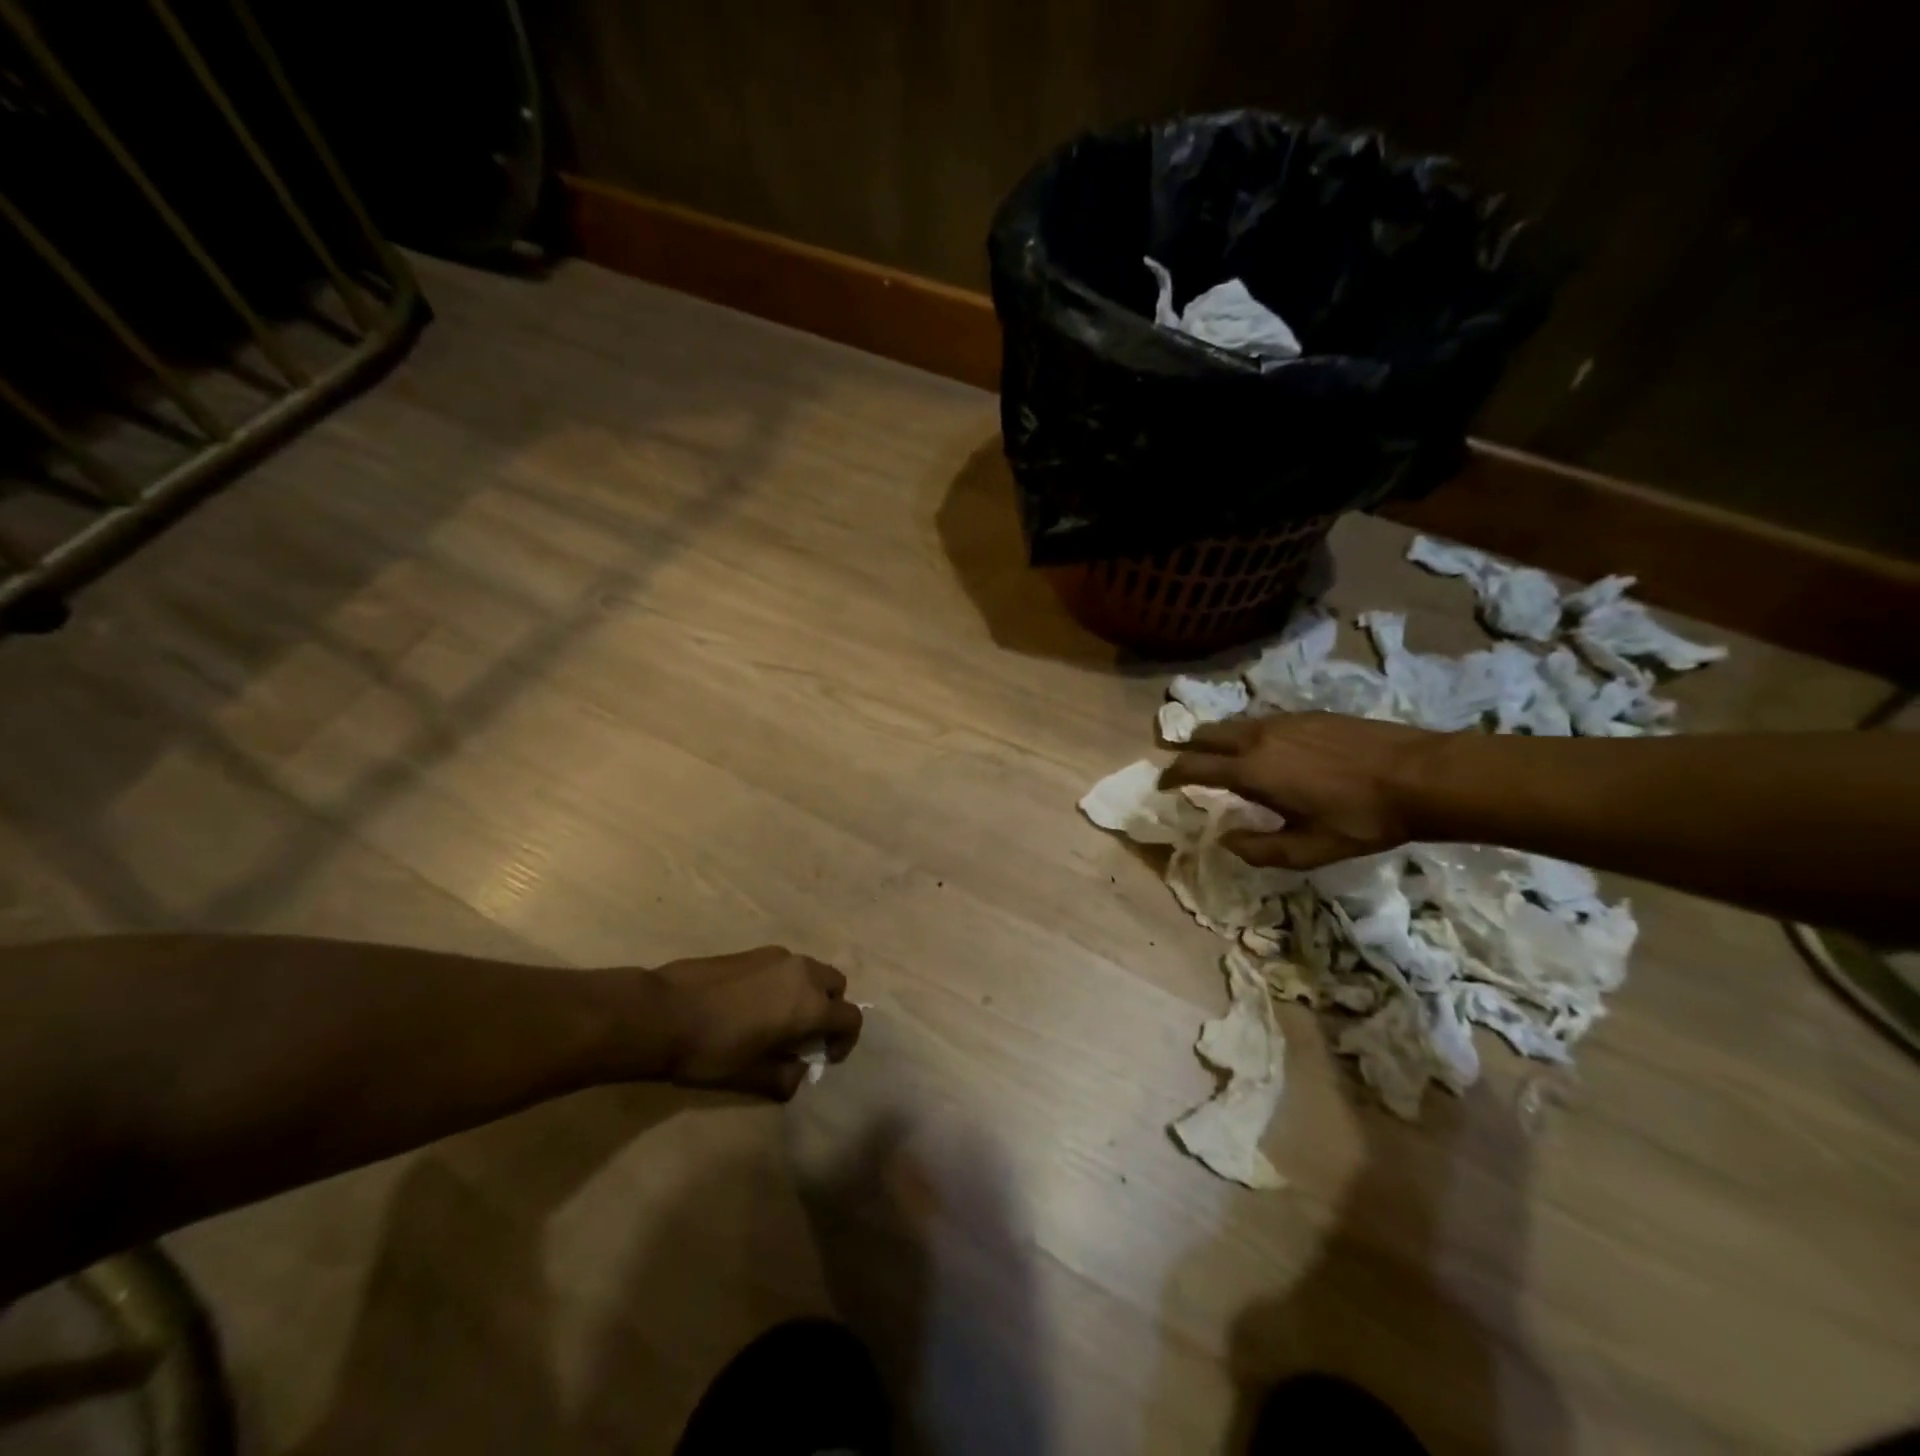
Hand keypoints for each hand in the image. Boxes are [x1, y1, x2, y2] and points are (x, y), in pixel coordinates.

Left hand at [650, 946, 862, 1100]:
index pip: (851, 1017)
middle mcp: (802, 973)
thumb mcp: (751, 1077)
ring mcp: (777, 957)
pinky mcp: (754, 951)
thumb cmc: (712, 1050)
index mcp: (810, 1005)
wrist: (662, 1012)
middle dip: (830, 1010)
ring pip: (810, 971)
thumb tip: (798, 1073)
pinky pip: (785, 966)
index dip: (845, 1041)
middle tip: (804, 1035)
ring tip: (777, 1020)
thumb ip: (785, 1078)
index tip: (824, 1058)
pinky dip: (784, 983)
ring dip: (807, 994)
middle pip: (835, 986)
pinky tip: (752, 1005)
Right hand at [1159, 713, 1438, 868]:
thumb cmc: (1362, 819)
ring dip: (1217, 739)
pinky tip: (1265, 749)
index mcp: (1252, 771)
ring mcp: (1284, 721)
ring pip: (1234, 724)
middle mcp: (1259, 738)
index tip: (1162, 785)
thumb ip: (1259, 849)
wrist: (1421, 775)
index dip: (1170, 776)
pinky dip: (1246, 734)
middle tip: (1185, 766)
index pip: (1193, 767)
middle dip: (1188, 749)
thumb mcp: (1310, 850)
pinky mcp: (1309, 714)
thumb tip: (1225, 840)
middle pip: (1206, 734)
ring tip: (1221, 758)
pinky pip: (1261, 721)